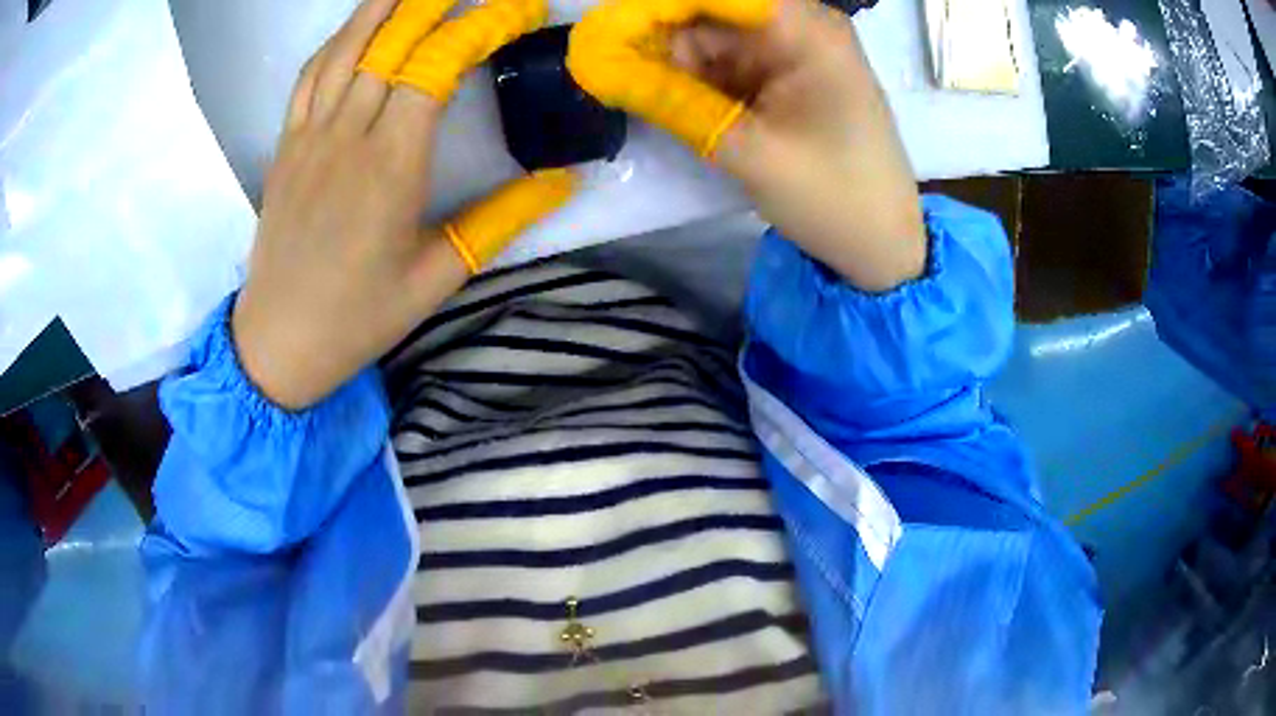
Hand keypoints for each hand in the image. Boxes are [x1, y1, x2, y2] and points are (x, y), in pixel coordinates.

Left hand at [232, 0, 574, 410]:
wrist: (277, 343)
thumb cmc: (358, 317)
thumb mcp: (439, 277)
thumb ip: (501, 221)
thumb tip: (563, 181)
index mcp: (390, 166)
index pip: (436, 67)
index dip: (481, 28)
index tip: (520, 11)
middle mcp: (346, 136)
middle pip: (391, 43)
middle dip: (437, 2)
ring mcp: (309, 137)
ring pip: (345, 48)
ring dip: (382, 6)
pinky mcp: (285, 146)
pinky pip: (309, 76)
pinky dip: (337, 40)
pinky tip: (357, 26)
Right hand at [569, 0, 924, 291]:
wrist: (882, 246)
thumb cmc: (832, 198)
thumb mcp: (747, 151)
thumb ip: (670, 100)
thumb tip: (596, 65)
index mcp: (806, 29)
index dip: (654, 8)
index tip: (603, 35)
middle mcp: (799, 26)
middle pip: (709, 12)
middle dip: (657, 37)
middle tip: (604, 68)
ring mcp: (792, 51)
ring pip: (711, 39)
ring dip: (670, 63)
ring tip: (630, 89)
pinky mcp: (784, 76)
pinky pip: (725, 64)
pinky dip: (693, 80)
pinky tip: (665, 98)